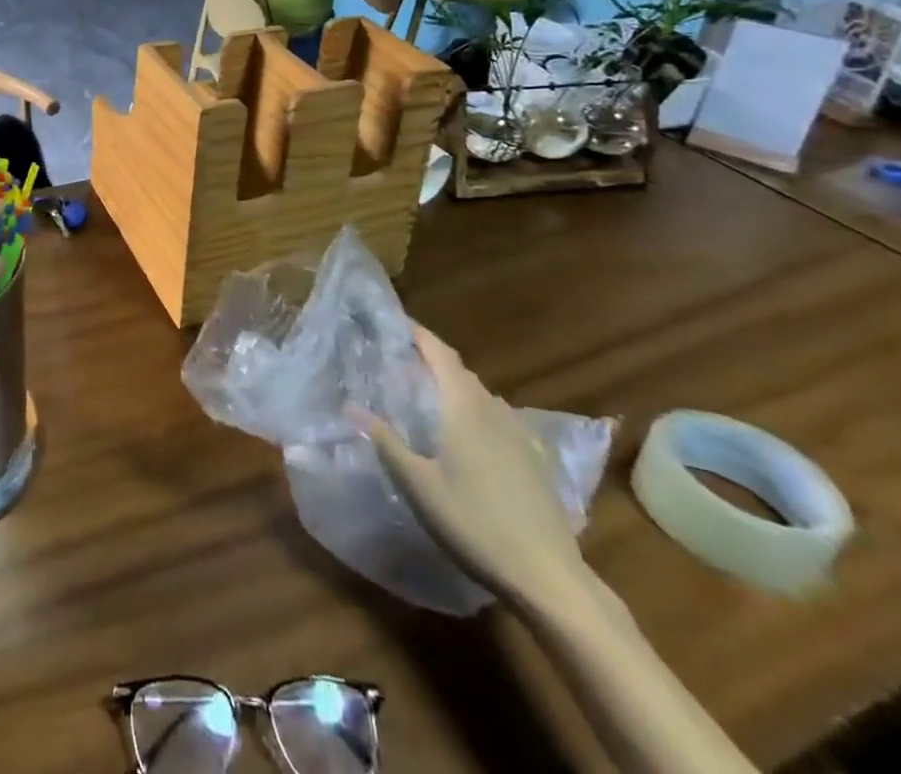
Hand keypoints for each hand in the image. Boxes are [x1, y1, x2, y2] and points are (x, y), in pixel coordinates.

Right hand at [351, 326, 591, 611]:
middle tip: (401, 362)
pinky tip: (466, 436)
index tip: (395, 323)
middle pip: (460, 372)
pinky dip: (475, 411)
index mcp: (464, 407)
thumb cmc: (474, 522)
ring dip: (454, 386)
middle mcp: (493, 410)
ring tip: (427, 395)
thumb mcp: (418, 484)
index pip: (440, 354)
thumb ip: (386, 442)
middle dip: (432, 360)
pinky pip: (497, 418)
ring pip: (481, 395)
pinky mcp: (533, 459)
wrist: (548, 576)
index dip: (419, 335)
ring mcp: (518, 435)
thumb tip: (352, 407)